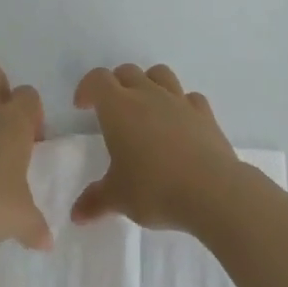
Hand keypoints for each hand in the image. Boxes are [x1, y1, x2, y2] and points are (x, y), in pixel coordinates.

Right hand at [71, 63, 243, 231]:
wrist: (211, 190)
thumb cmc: (155, 188)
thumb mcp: (118, 198)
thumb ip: (95, 201)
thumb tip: (76, 214)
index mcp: (119, 107)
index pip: (98, 80)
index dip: (87, 88)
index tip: (82, 106)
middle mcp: (148, 94)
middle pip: (127, 72)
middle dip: (116, 84)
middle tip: (111, 110)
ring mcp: (178, 100)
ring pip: (160, 74)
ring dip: (149, 83)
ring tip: (146, 107)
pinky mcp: (204, 113)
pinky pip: (189, 97)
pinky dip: (182, 104)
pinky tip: (180, 123)